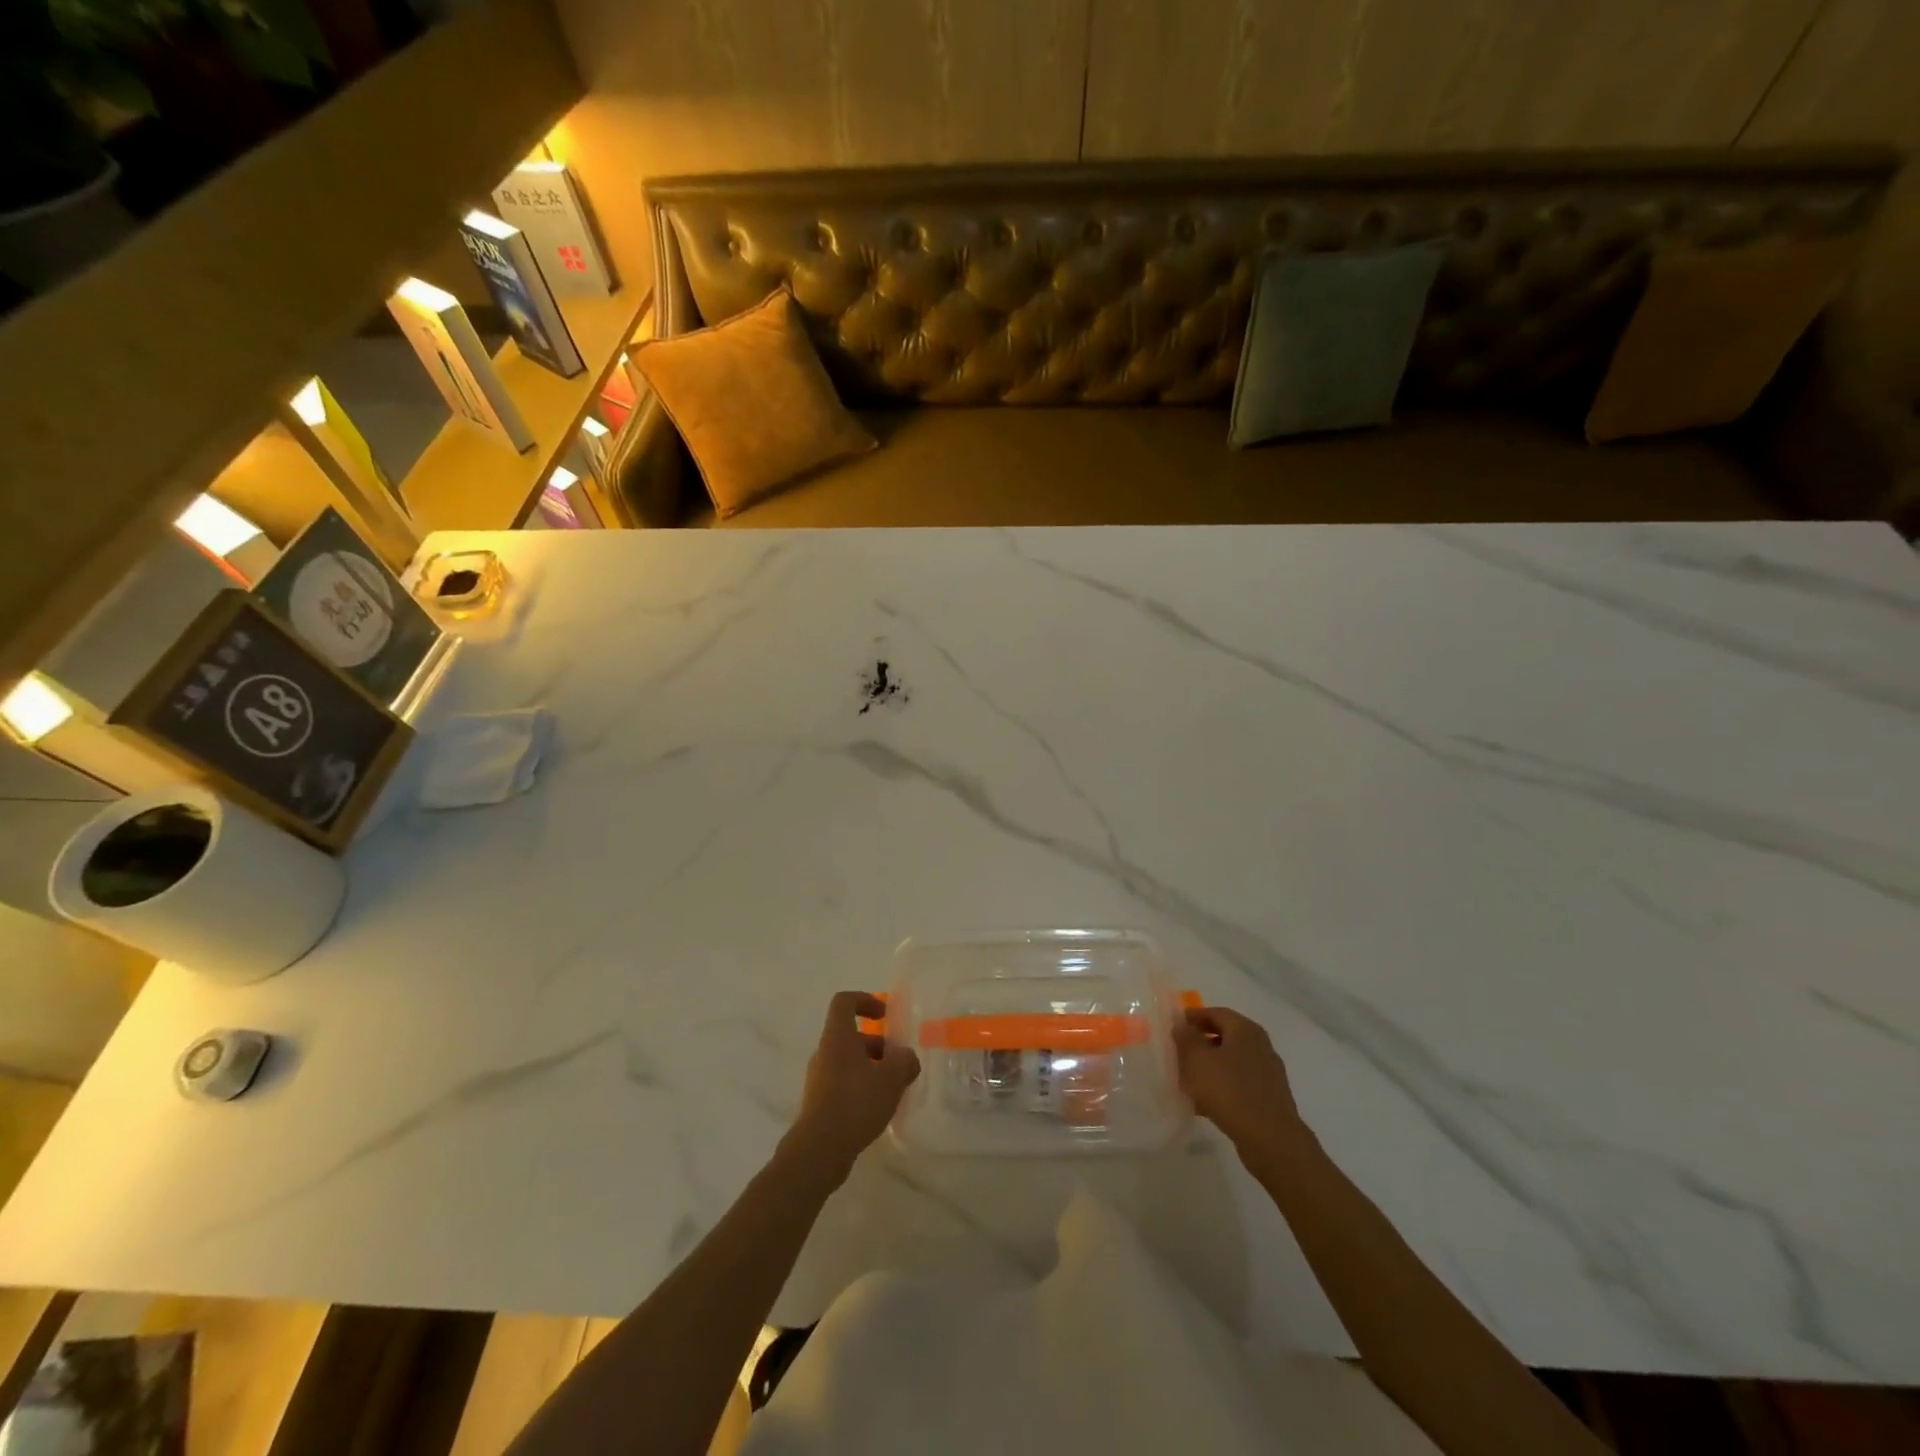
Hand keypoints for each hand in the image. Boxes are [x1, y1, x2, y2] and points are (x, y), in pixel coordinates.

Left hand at [784, 991, 919, 1183]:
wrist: (818, 1151)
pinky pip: (842, 1084)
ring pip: (847, 1062)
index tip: (885, 1016)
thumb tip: (907, 1058)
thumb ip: (905, 1062)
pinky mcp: (818, 1103)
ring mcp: (818, 1079)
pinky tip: (877, 1109)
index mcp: (838, 1037)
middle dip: (877, 1045)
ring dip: (871, 1068)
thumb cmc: (855, 1103)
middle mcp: (824, 1053)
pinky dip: (861, 1088)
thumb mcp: (891, 1079)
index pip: (844, 1002)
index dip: (865, 1000)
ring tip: (892, 1090)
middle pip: (850, 1035)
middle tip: (897, 1063)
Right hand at [1172, 1006, 1312, 1168]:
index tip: (1173, 1026)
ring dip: (1208, 1068)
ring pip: (1229, 1063)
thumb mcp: (1197, 1060)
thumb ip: (1186, 1038)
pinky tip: (1202, 1104)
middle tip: (1177, 1053)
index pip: (1215, 1013)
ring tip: (1185, 1081)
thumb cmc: (1230, 1091)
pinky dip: (1220, 1087)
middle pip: (1223, 1037)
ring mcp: (1266, 1074)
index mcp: (1245, 1030)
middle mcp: (1260, 1046)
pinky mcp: (1268, 1098)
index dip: (1192, 1017)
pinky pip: (1237, 1085)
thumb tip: (1182, 1025)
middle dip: (1199, 1044)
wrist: (1271, 1140)